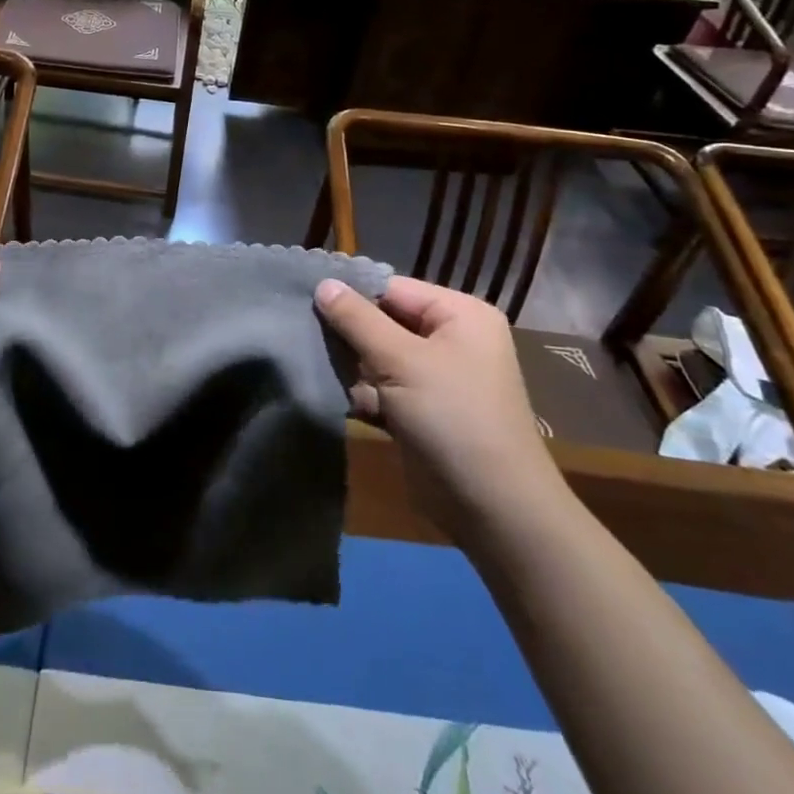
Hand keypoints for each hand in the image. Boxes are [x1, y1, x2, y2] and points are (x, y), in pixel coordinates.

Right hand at [315, 276, 565, 533]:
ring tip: (308, 362)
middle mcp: (451, 340)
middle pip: (384, 321)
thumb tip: (323, 283)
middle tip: (299, 330)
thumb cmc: (452, 418)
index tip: (303, 298)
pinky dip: (361, 393)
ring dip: (350, 365)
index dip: (350, 293)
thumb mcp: (401, 361)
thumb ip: (358, 320)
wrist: (494, 509)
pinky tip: (331, 395)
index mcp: (459, 315)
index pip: (393, 288)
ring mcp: (437, 378)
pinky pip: (383, 388)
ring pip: (379, 357)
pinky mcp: (422, 411)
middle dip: (347, 333)